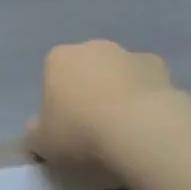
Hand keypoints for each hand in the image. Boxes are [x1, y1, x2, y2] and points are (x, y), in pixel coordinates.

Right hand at [27, 40, 176, 167]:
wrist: (137, 127)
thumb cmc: (81, 131)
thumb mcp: (43, 142)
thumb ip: (35, 133)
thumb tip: (36, 131)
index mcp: (58, 59)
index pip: (53, 75)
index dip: (59, 102)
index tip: (68, 129)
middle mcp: (89, 47)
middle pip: (86, 68)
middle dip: (90, 90)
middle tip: (96, 128)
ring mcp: (124, 53)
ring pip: (117, 71)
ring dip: (119, 91)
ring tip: (126, 129)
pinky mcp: (155, 65)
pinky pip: (146, 80)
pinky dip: (147, 94)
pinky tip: (150, 120)